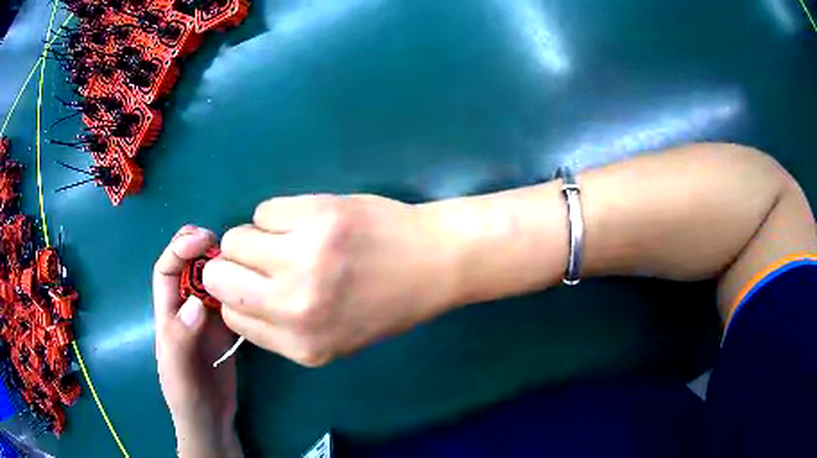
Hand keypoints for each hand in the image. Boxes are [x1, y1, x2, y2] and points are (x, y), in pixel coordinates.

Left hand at [153, 226, 242, 457]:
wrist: (210, 421)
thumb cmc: (186, 397)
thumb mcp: (177, 371)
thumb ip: (181, 339)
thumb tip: (197, 303)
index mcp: (168, 314)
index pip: (166, 271)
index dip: (179, 250)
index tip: (201, 239)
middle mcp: (186, 311)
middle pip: (189, 270)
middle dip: (200, 250)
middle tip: (223, 240)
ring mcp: (207, 322)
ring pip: (212, 284)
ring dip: (224, 268)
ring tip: (243, 259)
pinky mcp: (225, 333)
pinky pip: (232, 304)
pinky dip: (240, 292)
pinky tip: (254, 287)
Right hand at [202, 194, 453, 365]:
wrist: (433, 262)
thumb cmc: (385, 302)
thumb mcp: (332, 337)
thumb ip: (280, 326)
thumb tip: (234, 296)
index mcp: (302, 346)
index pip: (232, 318)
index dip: (238, 298)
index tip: (254, 286)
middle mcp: (295, 307)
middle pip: (220, 278)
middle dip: (233, 267)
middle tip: (261, 259)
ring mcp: (304, 258)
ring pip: (235, 239)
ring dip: (255, 238)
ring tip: (290, 239)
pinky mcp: (315, 215)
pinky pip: (264, 210)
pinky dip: (279, 215)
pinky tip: (310, 222)